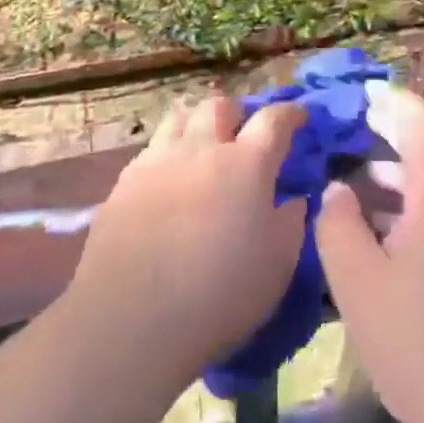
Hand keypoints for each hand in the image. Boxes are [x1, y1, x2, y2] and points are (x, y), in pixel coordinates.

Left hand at [69, 95, 306, 387]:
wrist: (132, 316)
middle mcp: (203, 149)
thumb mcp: (277, 266)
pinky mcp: (125, 182)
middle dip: (236, 113)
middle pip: (220, 106)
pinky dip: (166, 153)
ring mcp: (159, 161)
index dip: (289, 113)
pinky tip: (167, 179)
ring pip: (180, 117)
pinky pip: (151, 149)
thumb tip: (294, 199)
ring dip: (196, 124)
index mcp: (247, 164)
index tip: (298, 116)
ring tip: (200, 146)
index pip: (274, 120)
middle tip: (241, 134)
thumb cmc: (219, 293)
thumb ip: (291, 224)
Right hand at [316, 86, 423, 422]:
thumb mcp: (357, 281)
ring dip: (395, 182)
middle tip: (344, 141)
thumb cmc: (419, 342)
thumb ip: (338, 223)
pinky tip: (381, 244)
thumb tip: (338, 188)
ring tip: (353, 193)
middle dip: (386, 141)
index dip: (391, 101)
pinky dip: (410, 213)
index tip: (359, 96)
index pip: (421, 121)